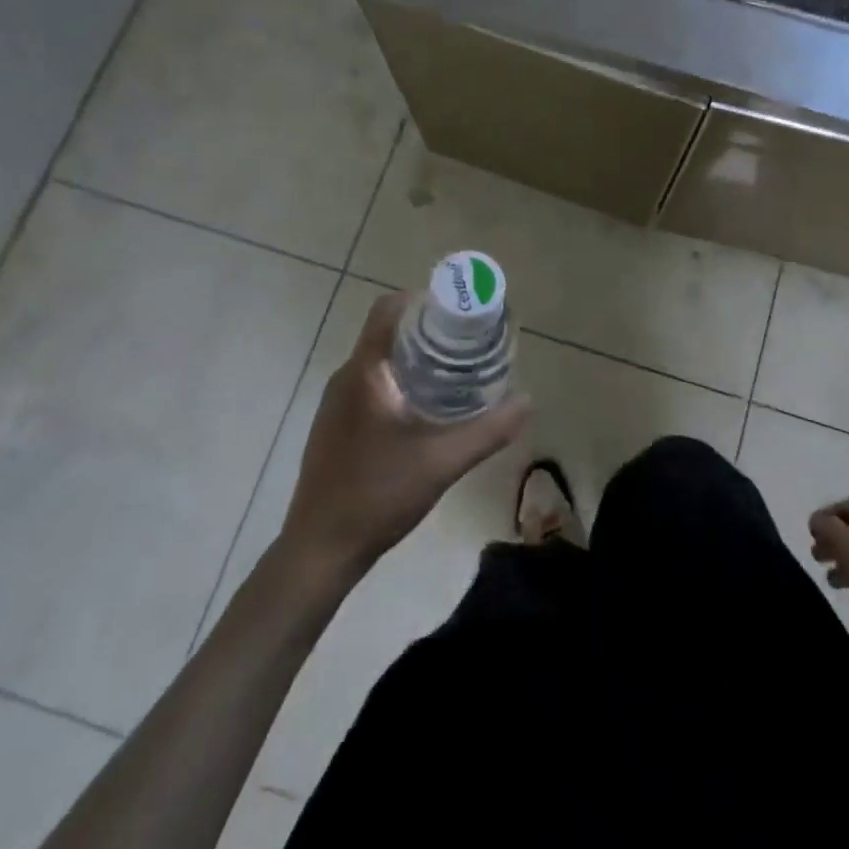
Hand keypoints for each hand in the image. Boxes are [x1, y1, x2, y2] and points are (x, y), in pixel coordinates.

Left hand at [281, 293, 526, 577]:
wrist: (320, 550)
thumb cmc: (378, 496)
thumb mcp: (443, 462)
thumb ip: (489, 430)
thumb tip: (528, 400)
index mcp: (365, 373)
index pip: (389, 309)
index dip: (424, 299)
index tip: (459, 310)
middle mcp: (345, 378)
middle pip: (387, 333)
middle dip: (428, 330)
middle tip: (469, 342)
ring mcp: (335, 403)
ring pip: (379, 361)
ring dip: (414, 357)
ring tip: (454, 372)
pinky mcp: (334, 425)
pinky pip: (370, 384)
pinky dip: (399, 381)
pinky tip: (424, 409)